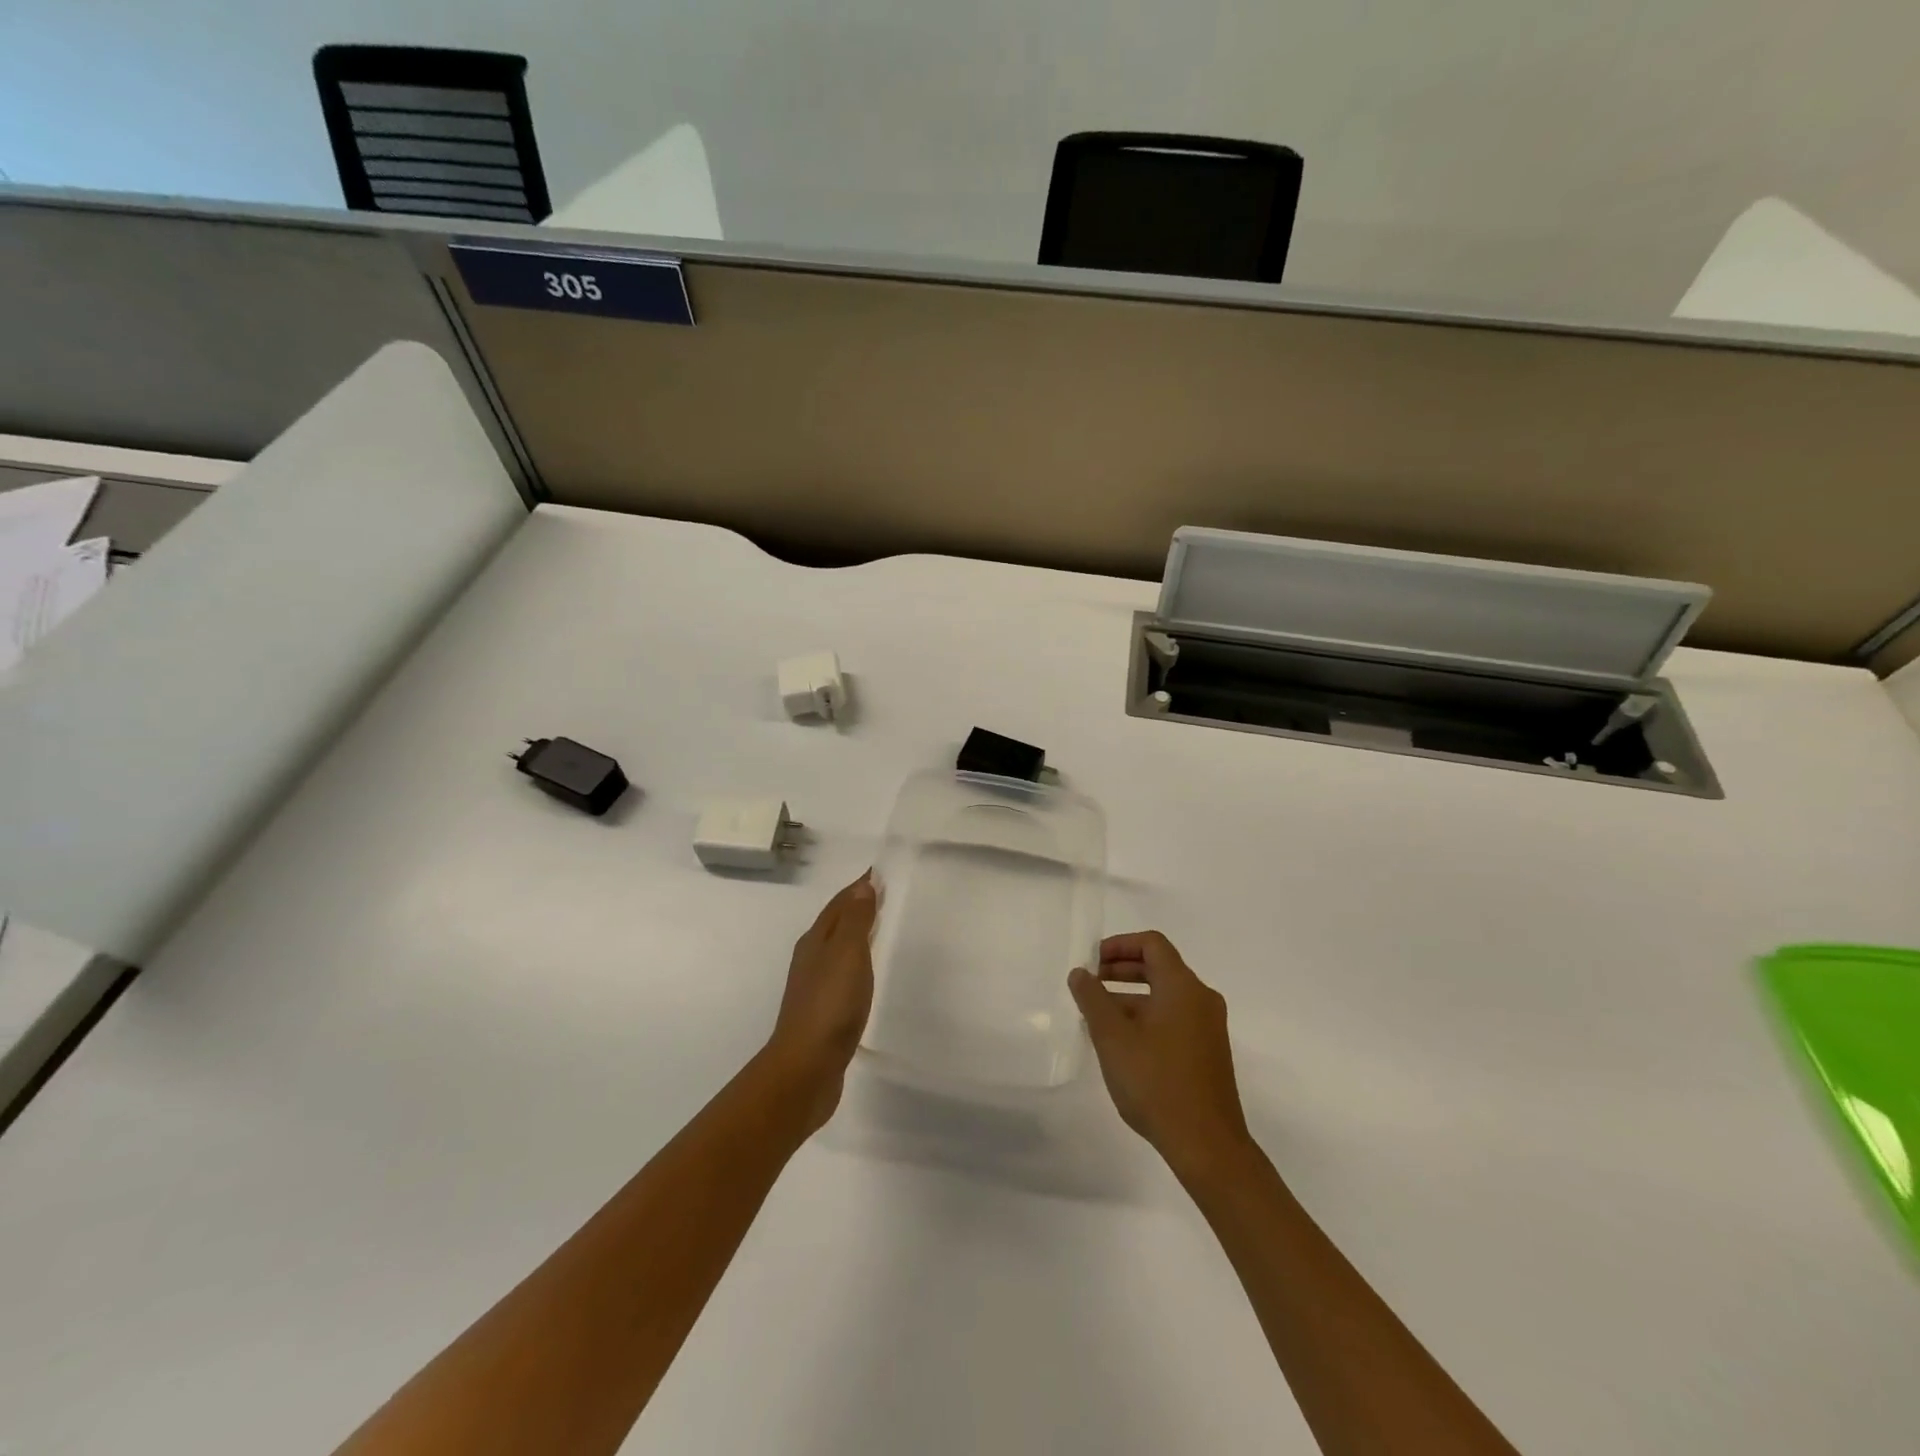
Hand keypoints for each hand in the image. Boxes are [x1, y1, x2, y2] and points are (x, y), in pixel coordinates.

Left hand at [764, 873, 878, 1132]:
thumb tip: (863, 884)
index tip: (879, 873)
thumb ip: (856, 920)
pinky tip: (867, 976)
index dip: (859, 888)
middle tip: (885, 896)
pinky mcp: (823, 1014)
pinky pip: (843, 976)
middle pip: (835, 924)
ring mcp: (815, 988)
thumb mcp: (847, 954)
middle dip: (857, 908)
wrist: (805, 1069)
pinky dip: (857, 964)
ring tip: (880, 930)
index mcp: (815, 942)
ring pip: (838, 950)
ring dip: (856, 936)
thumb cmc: (829, 1006)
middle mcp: (811, 960)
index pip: (838, 904)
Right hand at [1069, 932, 1252, 1179]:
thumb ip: (1092, 999)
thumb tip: (1080, 973)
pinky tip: (1122, 1044)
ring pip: (1165, 995)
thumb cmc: (1156, 1082)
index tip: (1092, 962)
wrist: (1207, 1145)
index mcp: (1183, 987)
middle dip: (1121, 970)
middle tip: (1090, 984)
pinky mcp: (1208, 1052)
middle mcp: (1201, 999)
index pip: (1152, 944)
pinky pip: (1174, 1018)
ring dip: (1131, 997)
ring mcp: (1208, 1027)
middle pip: (1160, 967)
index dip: (1119, 945)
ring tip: (1097, 1017)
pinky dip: (1147, 1017)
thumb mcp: (1113, 1037)